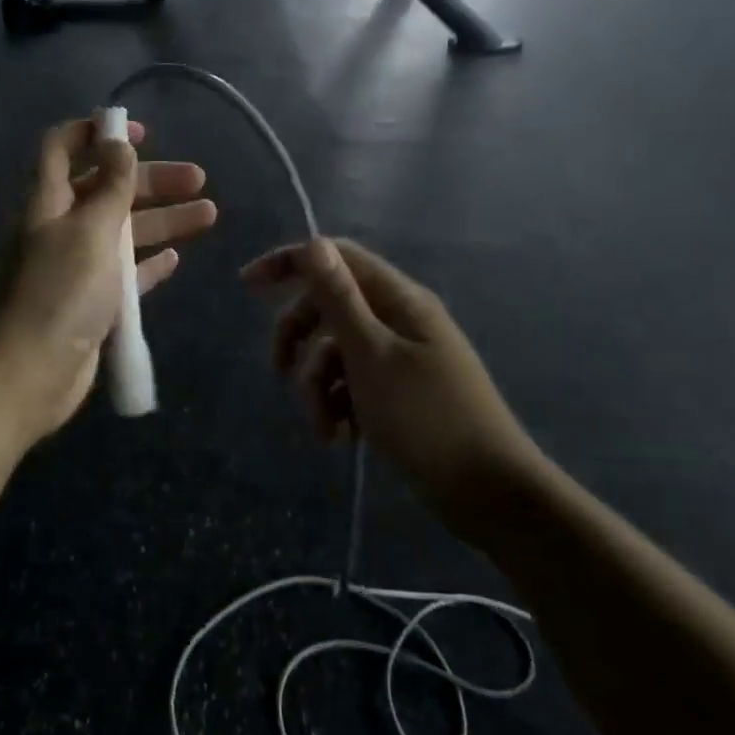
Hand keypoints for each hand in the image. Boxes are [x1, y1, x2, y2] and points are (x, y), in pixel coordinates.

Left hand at [0, 117, 216, 441]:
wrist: (31, 372)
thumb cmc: (60, 292)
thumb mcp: (90, 229)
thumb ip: (110, 185)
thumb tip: (118, 142)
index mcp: (48, 201)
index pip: (62, 147)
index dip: (96, 132)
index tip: (140, 133)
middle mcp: (60, 228)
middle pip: (106, 189)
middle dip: (150, 180)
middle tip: (199, 180)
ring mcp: (76, 267)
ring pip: (123, 232)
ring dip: (162, 220)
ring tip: (209, 215)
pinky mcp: (92, 302)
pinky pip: (125, 274)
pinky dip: (148, 264)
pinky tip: (175, 259)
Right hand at [241, 238, 545, 535]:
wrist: (487, 491)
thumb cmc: (426, 418)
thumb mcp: (371, 355)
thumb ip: (340, 299)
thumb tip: (314, 243)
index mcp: (399, 300)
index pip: (337, 258)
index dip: (290, 263)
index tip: (247, 286)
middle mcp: (398, 320)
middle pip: (329, 308)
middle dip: (299, 340)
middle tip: (279, 372)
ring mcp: (400, 358)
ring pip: (335, 353)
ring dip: (317, 387)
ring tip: (325, 428)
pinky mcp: (398, 393)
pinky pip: (351, 384)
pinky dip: (338, 406)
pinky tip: (340, 437)